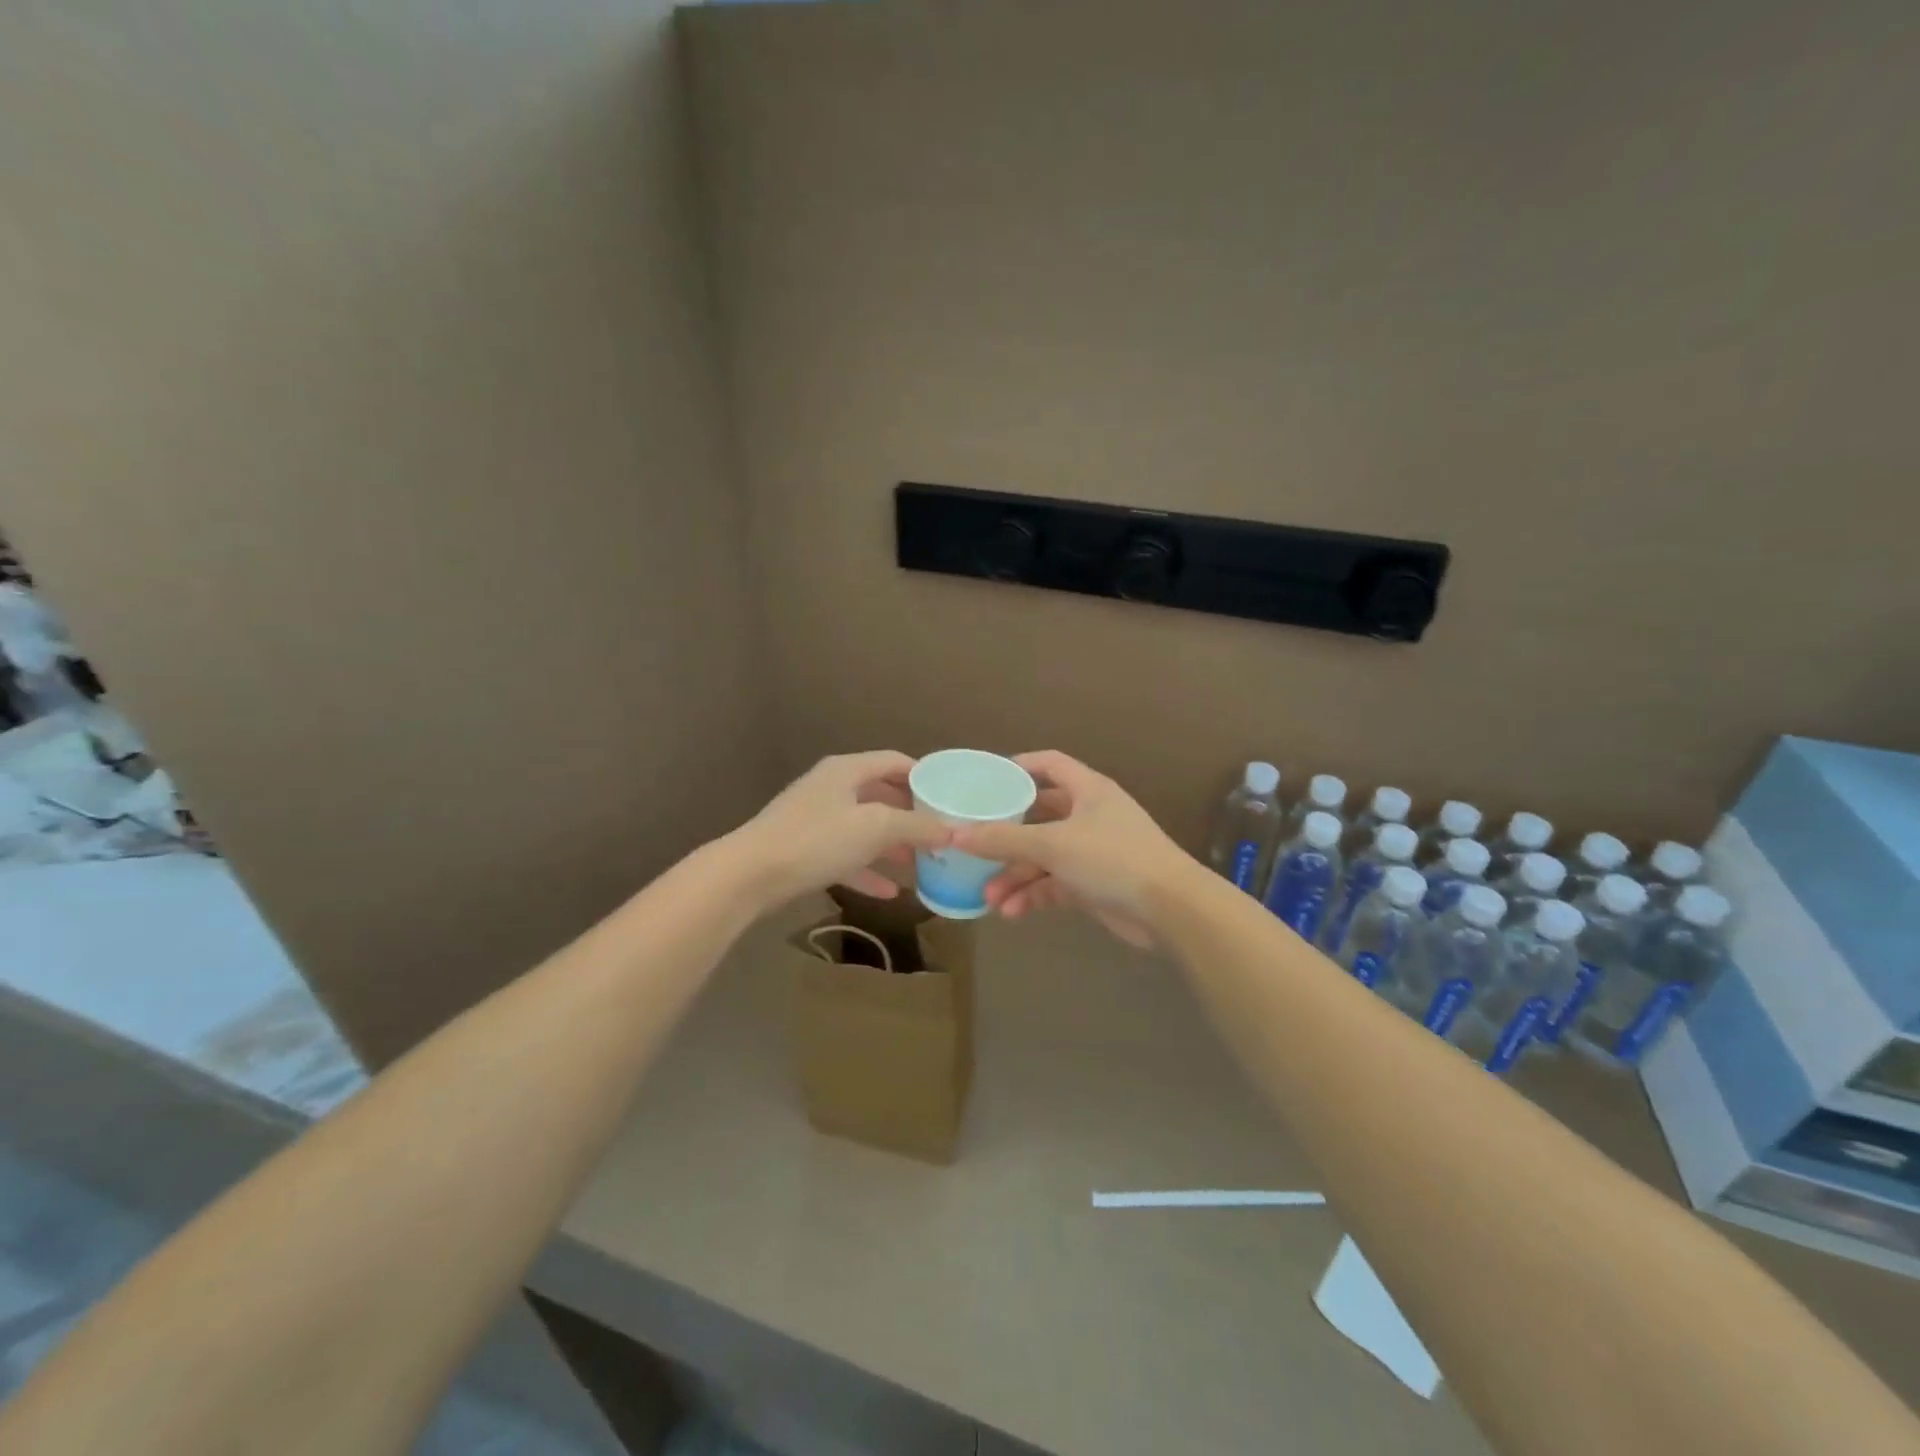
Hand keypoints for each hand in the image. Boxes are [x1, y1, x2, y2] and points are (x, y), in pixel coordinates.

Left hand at [733, 751, 950, 908]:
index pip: (894, 761)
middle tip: (940, 833)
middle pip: (881, 795)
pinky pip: (846, 856)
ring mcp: (815, 819)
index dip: (924, 776)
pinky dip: (868, 870)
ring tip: (922, 864)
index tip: (950, 796)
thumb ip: (916, 826)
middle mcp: (831, 788)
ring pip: (864, 828)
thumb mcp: (875, 828)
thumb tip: (951, 829)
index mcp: (847, 770)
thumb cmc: (817, 839)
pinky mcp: (804, 850)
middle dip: (911, 815)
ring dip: (892, 845)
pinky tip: (890, 893)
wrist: (750, 874)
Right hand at [949, 751, 1195, 947]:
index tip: (986, 778)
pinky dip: (1034, 896)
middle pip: (1038, 817)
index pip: (1049, 764)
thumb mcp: (1053, 844)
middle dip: (1007, 837)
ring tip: (989, 898)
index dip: (1019, 766)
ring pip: (1043, 856)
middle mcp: (1089, 815)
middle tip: (976, 849)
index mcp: (1087, 790)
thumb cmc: (1112, 858)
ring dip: (1016, 876)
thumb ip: (1003, 840)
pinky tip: (1011, 912)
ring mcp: (1092, 851)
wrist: (1170, 908)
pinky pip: (1055, 884)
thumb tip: (954, 834)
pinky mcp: (1094, 884)